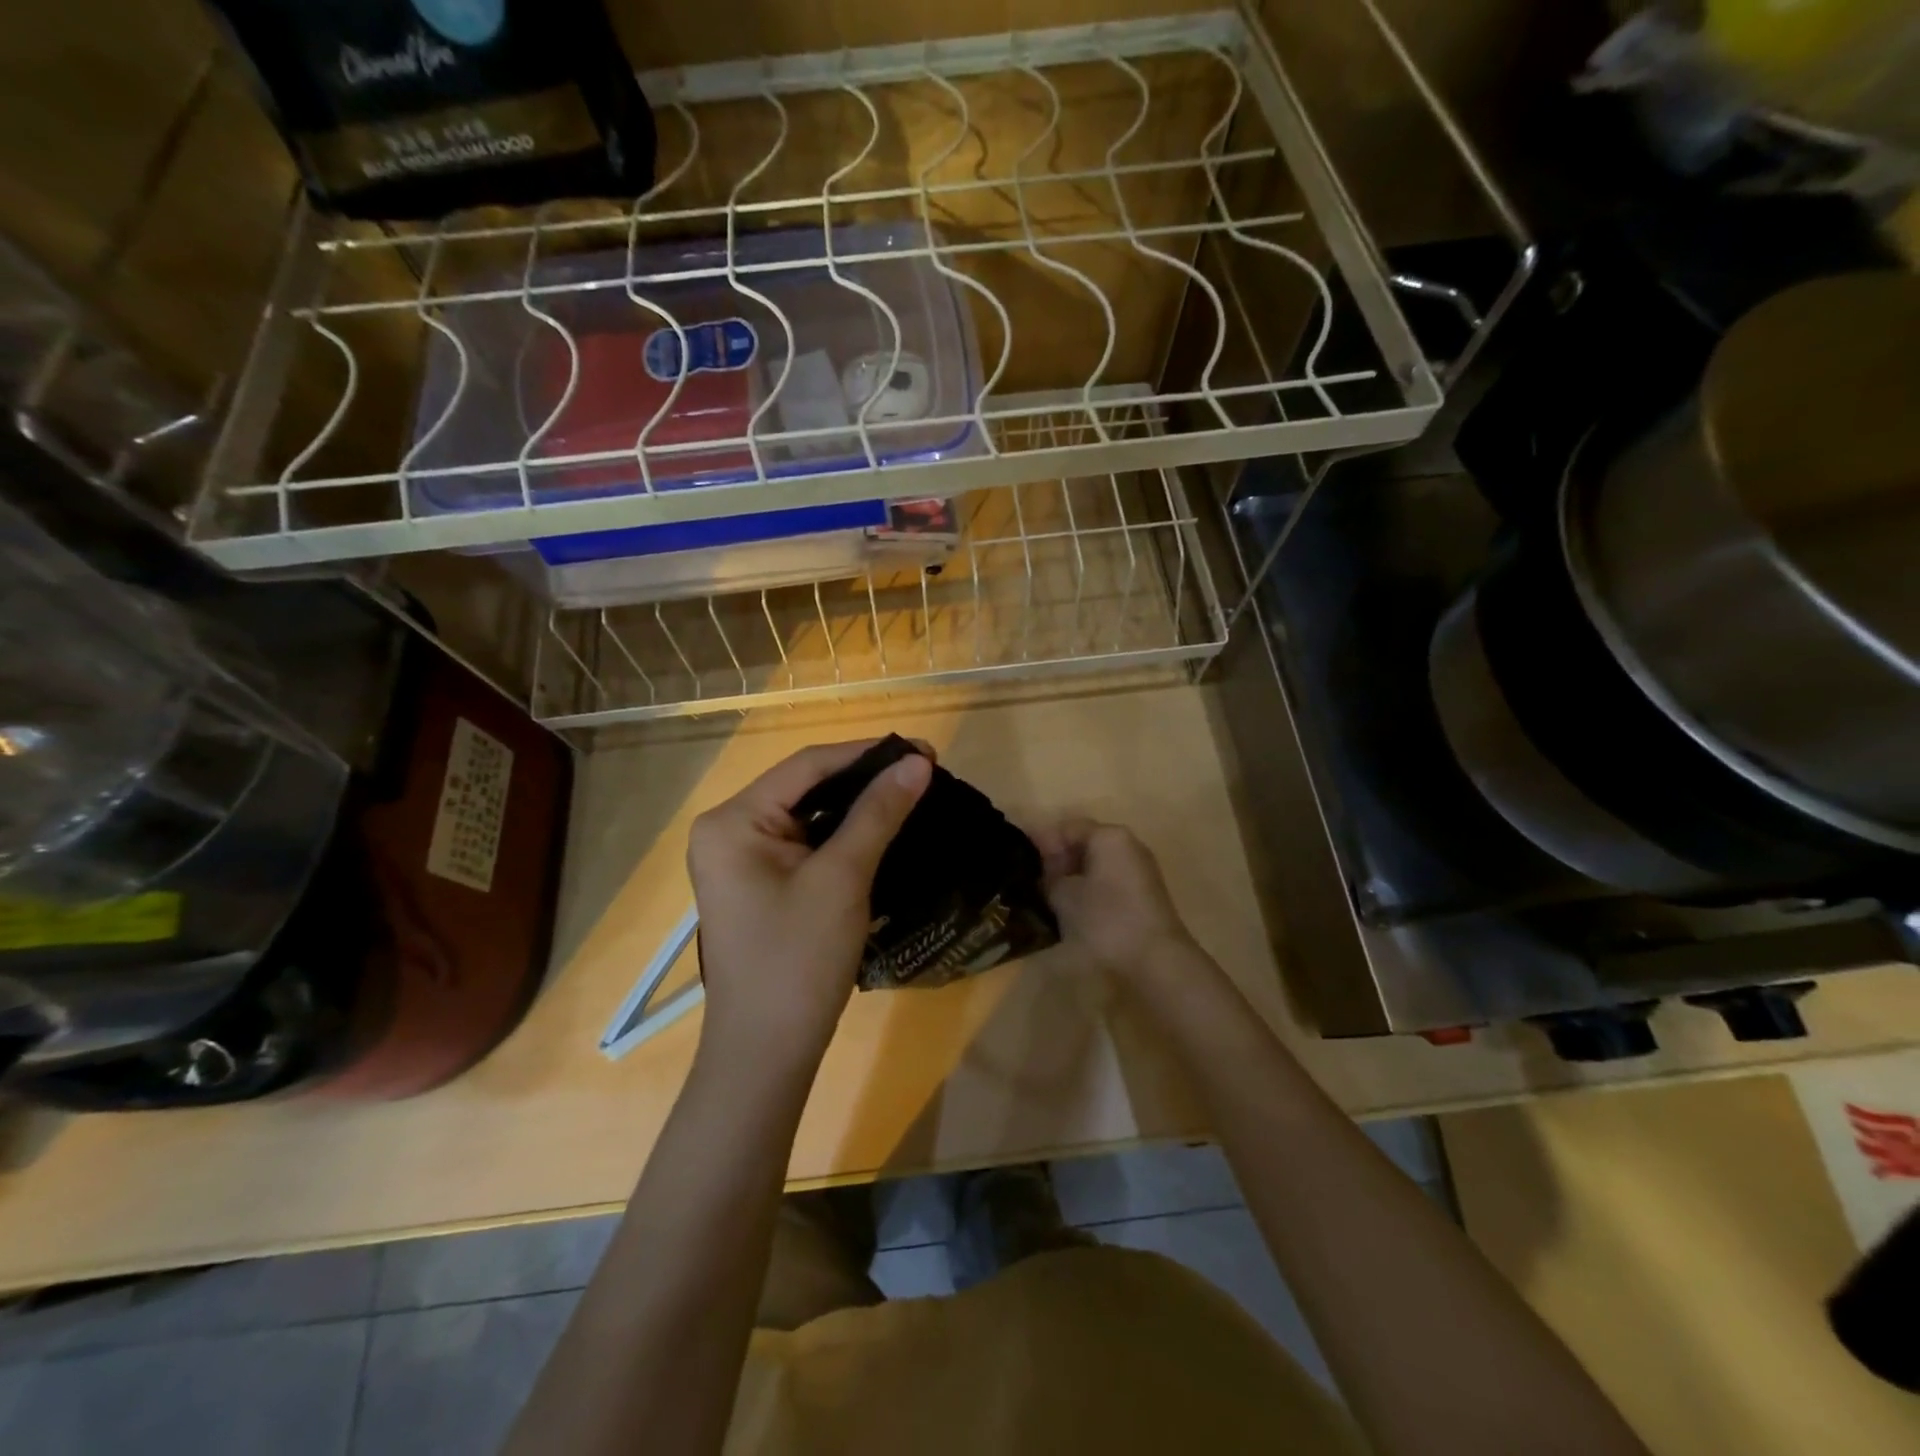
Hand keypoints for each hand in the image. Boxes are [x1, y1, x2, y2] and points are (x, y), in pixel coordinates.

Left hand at [687, 740, 931, 1071]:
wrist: (767, 1052)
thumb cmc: (798, 960)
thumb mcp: (842, 879)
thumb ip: (878, 813)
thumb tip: (917, 762)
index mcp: (733, 820)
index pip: (806, 766)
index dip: (867, 753)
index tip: (923, 750)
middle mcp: (728, 830)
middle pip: (804, 786)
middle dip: (864, 778)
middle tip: (923, 771)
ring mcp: (740, 858)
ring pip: (807, 814)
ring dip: (856, 805)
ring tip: (911, 793)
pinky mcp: (758, 883)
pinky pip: (804, 843)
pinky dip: (842, 834)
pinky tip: (881, 827)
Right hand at [1032, 819, 1198, 982]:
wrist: (1155, 960)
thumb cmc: (1105, 919)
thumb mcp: (1063, 896)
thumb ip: (1048, 876)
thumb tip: (1043, 872)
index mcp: (1109, 836)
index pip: (1067, 827)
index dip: (1040, 842)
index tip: (1019, 862)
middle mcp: (1128, 845)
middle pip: (1084, 843)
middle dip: (1057, 860)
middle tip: (1032, 882)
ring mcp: (1139, 869)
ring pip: (1096, 863)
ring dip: (1073, 876)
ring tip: (1049, 898)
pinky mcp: (1144, 894)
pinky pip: (1109, 880)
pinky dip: (1090, 888)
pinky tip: (1074, 909)